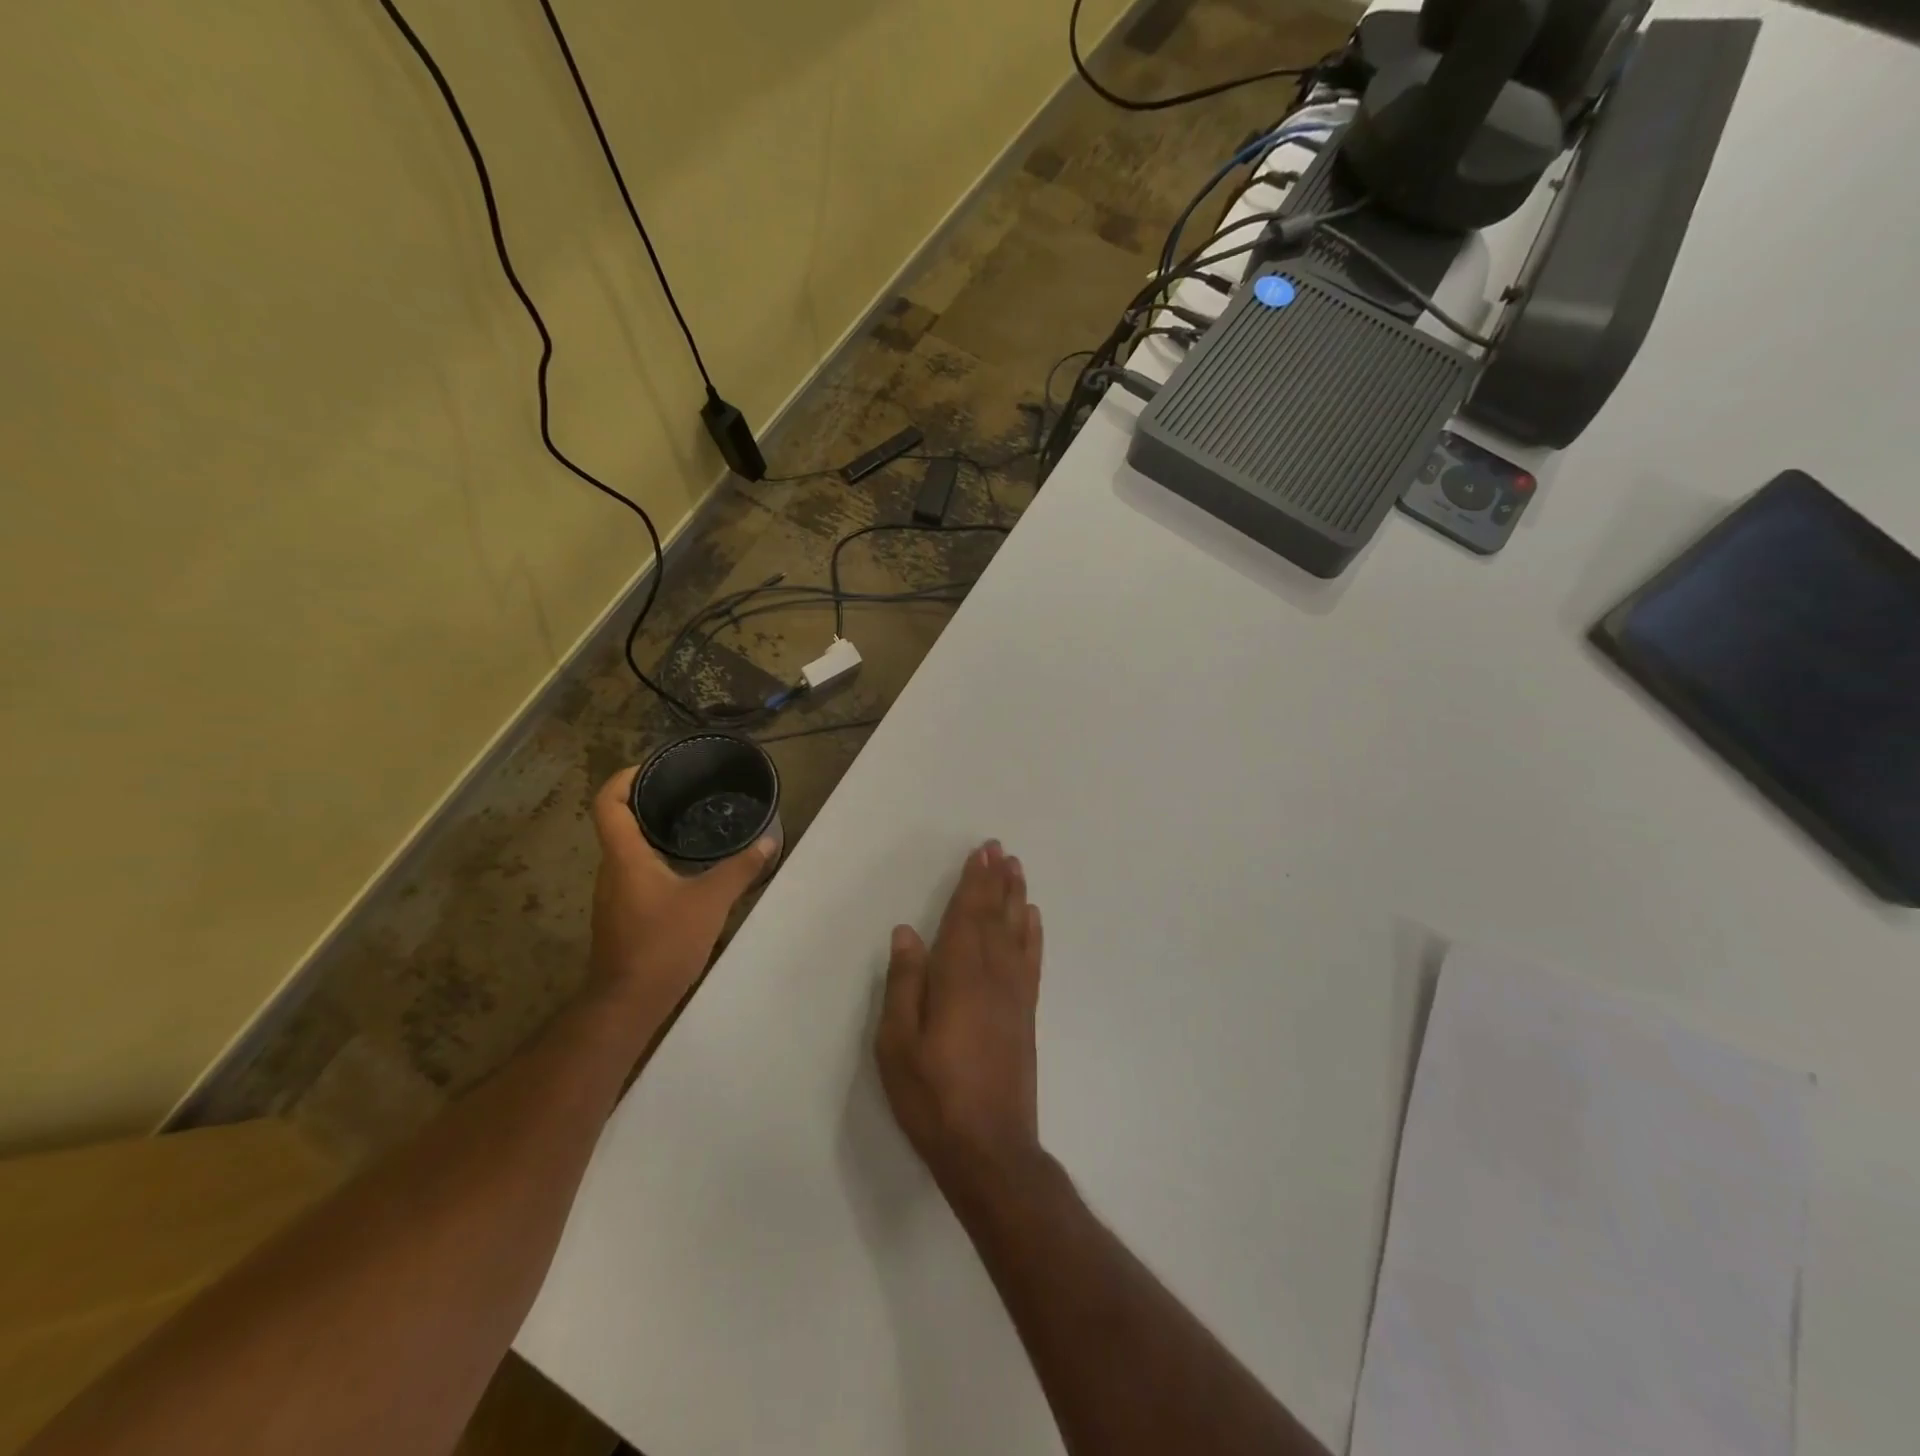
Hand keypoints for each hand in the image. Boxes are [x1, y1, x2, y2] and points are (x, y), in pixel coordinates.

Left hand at [587, 767, 776, 1013]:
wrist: (629, 1002)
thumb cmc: (663, 943)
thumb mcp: (710, 902)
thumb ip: (740, 869)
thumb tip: (768, 841)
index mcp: (625, 857)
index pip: (608, 803)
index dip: (625, 777)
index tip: (654, 767)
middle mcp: (612, 870)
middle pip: (619, 822)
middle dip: (648, 802)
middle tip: (687, 792)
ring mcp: (614, 894)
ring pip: (629, 850)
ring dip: (654, 833)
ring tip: (693, 825)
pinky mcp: (622, 915)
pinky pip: (636, 873)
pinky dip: (657, 860)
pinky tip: (688, 869)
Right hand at [877, 841, 1044, 1197]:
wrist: (989, 1148)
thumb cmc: (933, 1095)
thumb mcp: (898, 1043)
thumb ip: (905, 984)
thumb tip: (907, 932)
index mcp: (959, 977)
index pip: (968, 916)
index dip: (974, 883)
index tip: (981, 854)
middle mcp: (993, 976)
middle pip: (995, 917)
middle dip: (996, 881)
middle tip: (1000, 849)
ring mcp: (1015, 995)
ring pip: (1017, 933)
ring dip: (1016, 898)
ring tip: (1017, 870)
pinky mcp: (1026, 1015)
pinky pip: (1031, 961)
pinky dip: (1032, 934)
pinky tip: (1033, 920)